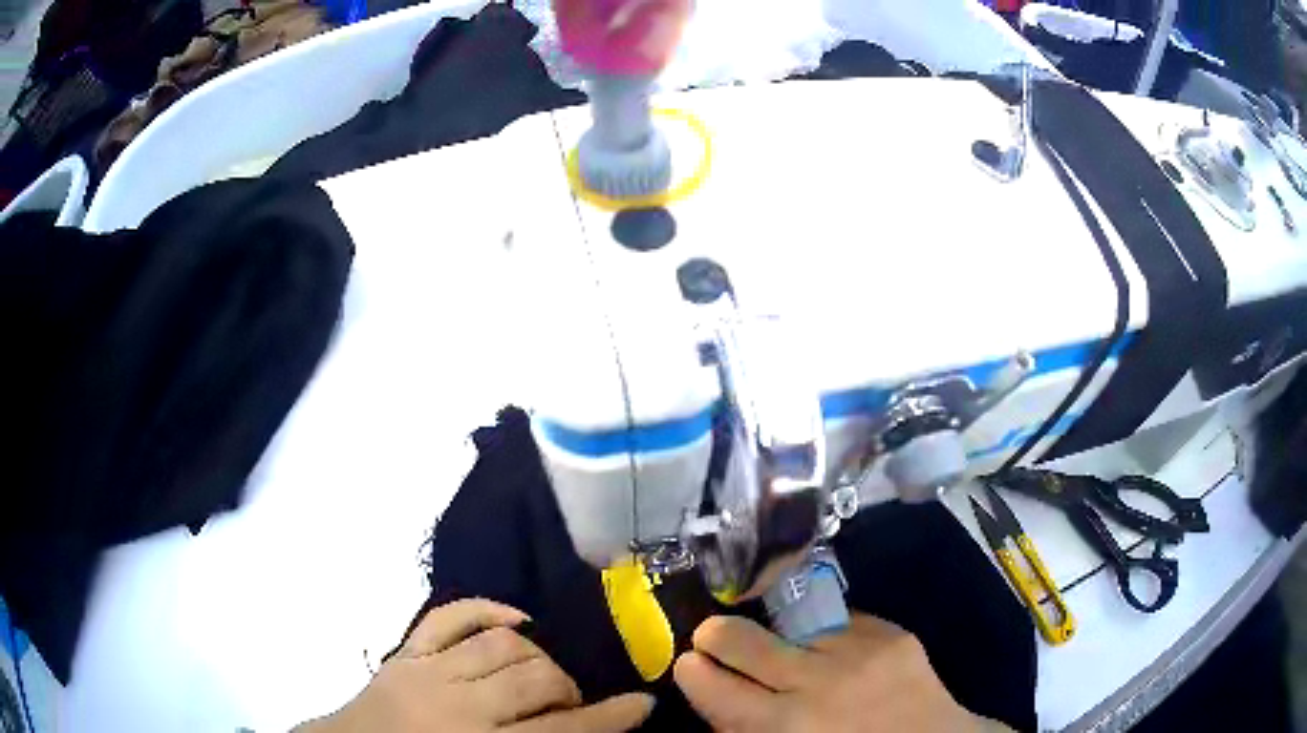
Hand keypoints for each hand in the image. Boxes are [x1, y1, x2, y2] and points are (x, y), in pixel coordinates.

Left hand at [299, 599, 653, 731]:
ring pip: (501, 644)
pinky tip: (514, 621)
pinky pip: (449, 616)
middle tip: (573, 702)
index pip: (563, 730)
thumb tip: (579, 729)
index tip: (642, 705)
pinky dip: (487, 610)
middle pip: (534, 679)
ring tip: (541, 675)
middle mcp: (456, 705)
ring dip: (536, 657)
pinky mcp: (404, 651)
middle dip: (568, 688)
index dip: (611, 718)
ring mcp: (426, 670)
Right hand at [673, 614, 1009, 732]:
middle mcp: (815, 684)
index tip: (689, 662)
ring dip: (778, 636)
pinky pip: (841, 622)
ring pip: (789, 625)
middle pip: (740, 640)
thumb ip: (749, 729)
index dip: (692, 670)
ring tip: (781, 647)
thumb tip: (718, 696)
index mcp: (783, 727)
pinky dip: (829, 637)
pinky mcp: (891, 634)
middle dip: (716, 635)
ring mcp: (857, 652)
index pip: (712, 686)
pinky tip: (836, 653)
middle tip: (713, 638)